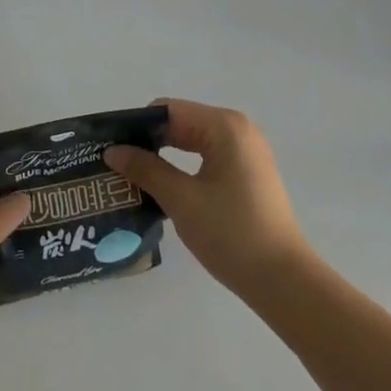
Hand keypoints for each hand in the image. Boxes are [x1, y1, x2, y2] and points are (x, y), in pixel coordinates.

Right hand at [105, 99, 309, 299]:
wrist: (282, 279)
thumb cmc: (231, 233)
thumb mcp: (181, 199)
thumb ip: (146, 169)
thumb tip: (112, 151)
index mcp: (224, 126)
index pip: (168, 111)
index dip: (136, 126)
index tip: (108, 146)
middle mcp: (237, 129)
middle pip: (181, 123)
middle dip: (148, 141)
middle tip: (114, 163)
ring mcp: (246, 151)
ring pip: (193, 142)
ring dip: (164, 156)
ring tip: (131, 176)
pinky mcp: (247, 173)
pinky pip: (206, 157)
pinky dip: (183, 167)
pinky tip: (161, 187)